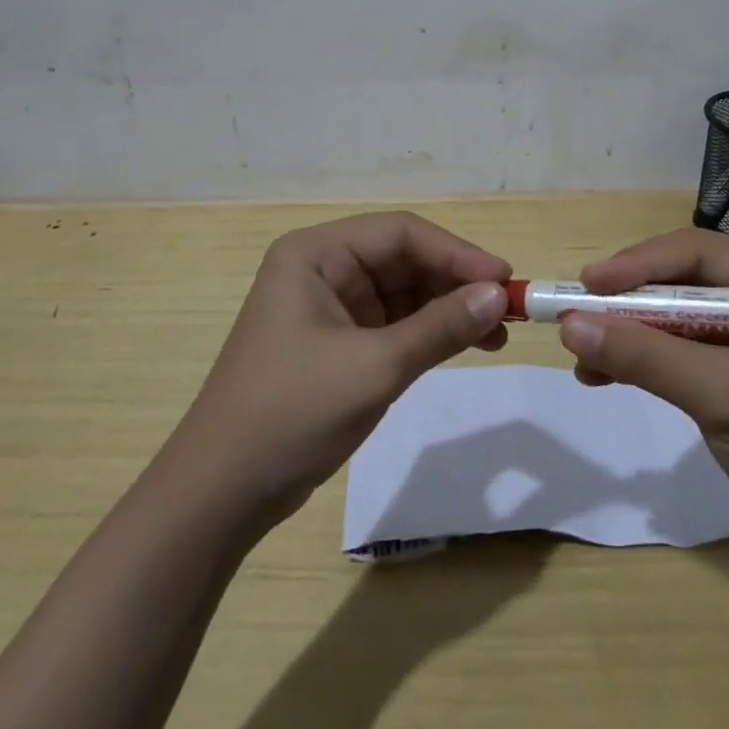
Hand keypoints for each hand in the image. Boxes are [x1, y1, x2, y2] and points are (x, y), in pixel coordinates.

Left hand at [172, 211, 511, 531]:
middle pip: (403, 260)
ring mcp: (328, 307)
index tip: (504, 280)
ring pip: (402, 292)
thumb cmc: (292, 413)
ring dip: (447, 309)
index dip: (456, 253)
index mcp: (316, 254)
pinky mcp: (335, 343)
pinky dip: (427, 333)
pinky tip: (465, 345)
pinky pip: (392, 324)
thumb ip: (440, 327)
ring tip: (496, 334)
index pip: (400, 233)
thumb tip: (499, 295)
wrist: (221, 494)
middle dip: (455, 283)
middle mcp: (322, 269)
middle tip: (507, 309)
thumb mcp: (374, 367)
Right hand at [556, 228, 728, 545]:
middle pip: (676, 279)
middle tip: (577, 315)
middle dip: (625, 301)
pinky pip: (670, 347)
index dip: (637, 264)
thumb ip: (648, 357)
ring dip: (624, 332)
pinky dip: (635, 358)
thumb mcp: (723, 395)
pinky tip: (599, 375)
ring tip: (580, 354)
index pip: (696, 252)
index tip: (587, 284)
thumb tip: (569, 326)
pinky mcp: (727, 366)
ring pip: (667, 313)